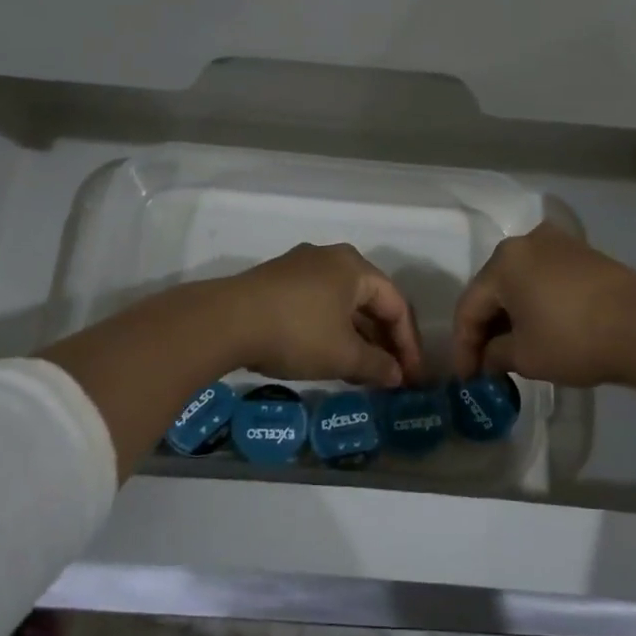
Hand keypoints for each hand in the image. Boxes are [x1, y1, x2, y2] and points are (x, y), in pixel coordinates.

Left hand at [225, 243, 424, 386]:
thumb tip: (397, 376)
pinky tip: (329, 356)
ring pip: (342, 304)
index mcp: (354, 267)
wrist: (225, 321)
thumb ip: (377, 365)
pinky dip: (331, 330)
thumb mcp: (343, 355)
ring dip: (357, 337)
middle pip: (369, 301)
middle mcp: (331, 258)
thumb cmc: (297, 332)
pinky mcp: (277, 281)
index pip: (396, 304)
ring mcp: (300, 266)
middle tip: (389, 375)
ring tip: (362, 371)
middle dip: (382, 340)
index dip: (408, 344)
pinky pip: (318, 304)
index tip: (410, 377)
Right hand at [451, 223, 635, 385]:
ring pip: (520, 284)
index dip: (463, 347)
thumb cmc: (573, 338)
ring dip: (511, 317)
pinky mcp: (584, 255)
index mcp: (503, 261)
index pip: (469, 307)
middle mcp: (526, 242)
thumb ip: (495, 355)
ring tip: (511, 351)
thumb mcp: (525, 356)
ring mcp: (559, 245)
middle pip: (493, 290)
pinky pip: (545, 280)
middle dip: (486, 329)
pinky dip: (535, 305)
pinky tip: (540, 331)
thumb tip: (489, 358)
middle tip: (485, 366)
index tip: (467, 379)